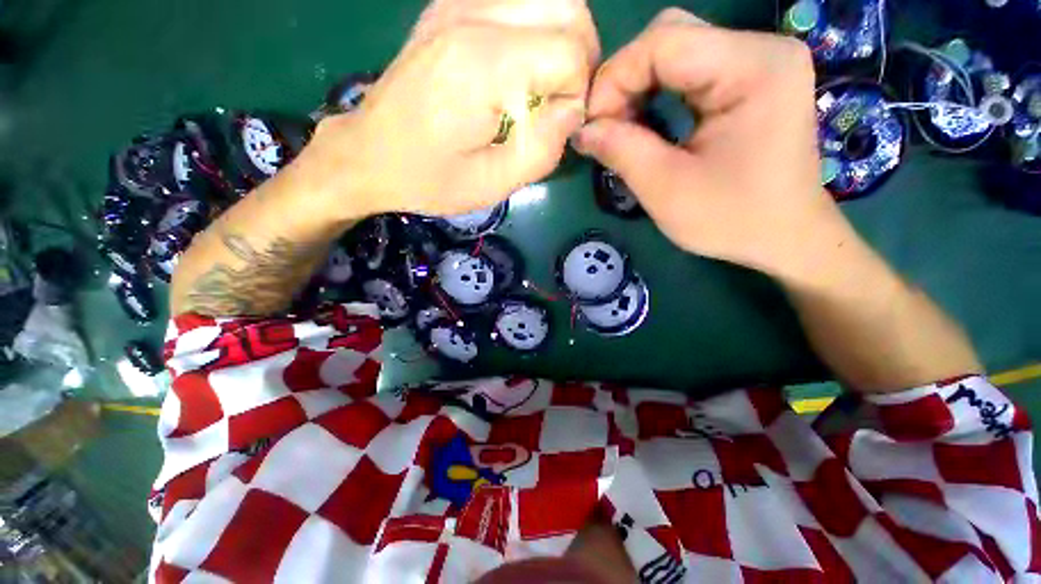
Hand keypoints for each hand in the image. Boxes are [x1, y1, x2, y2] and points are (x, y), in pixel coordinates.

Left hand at [303, 1, 597, 217]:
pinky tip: (520, 66)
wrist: (369, 155)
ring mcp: (457, 4)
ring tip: (546, 83)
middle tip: (561, 101)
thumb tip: (571, 111)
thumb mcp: (492, 184)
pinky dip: (535, 28)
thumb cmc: (429, 178)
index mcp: (481, 66)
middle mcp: (471, 17)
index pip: (568, 51)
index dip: (576, 92)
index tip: (556, 125)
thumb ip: (542, 150)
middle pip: (568, 6)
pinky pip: (516, 0)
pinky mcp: (450, 7)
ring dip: (561, 38)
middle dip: (579, 57)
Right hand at [572, 8, 833, 276]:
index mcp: (754, 67)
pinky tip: (647, 124)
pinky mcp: (752, 77)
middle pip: (670, 37)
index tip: (592, 128)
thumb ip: (620, 151)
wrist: (784, 236)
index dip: (614, 80)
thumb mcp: (666, 189)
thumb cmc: (731, 219)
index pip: (663, 42)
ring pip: (676, 51)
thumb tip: (582, 130)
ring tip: (623, 131)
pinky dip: (657, 94)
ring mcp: (760, 60)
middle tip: (606, 130)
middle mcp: (762, 49)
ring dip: (638, 89)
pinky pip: (690, 69)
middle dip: (625, 82)